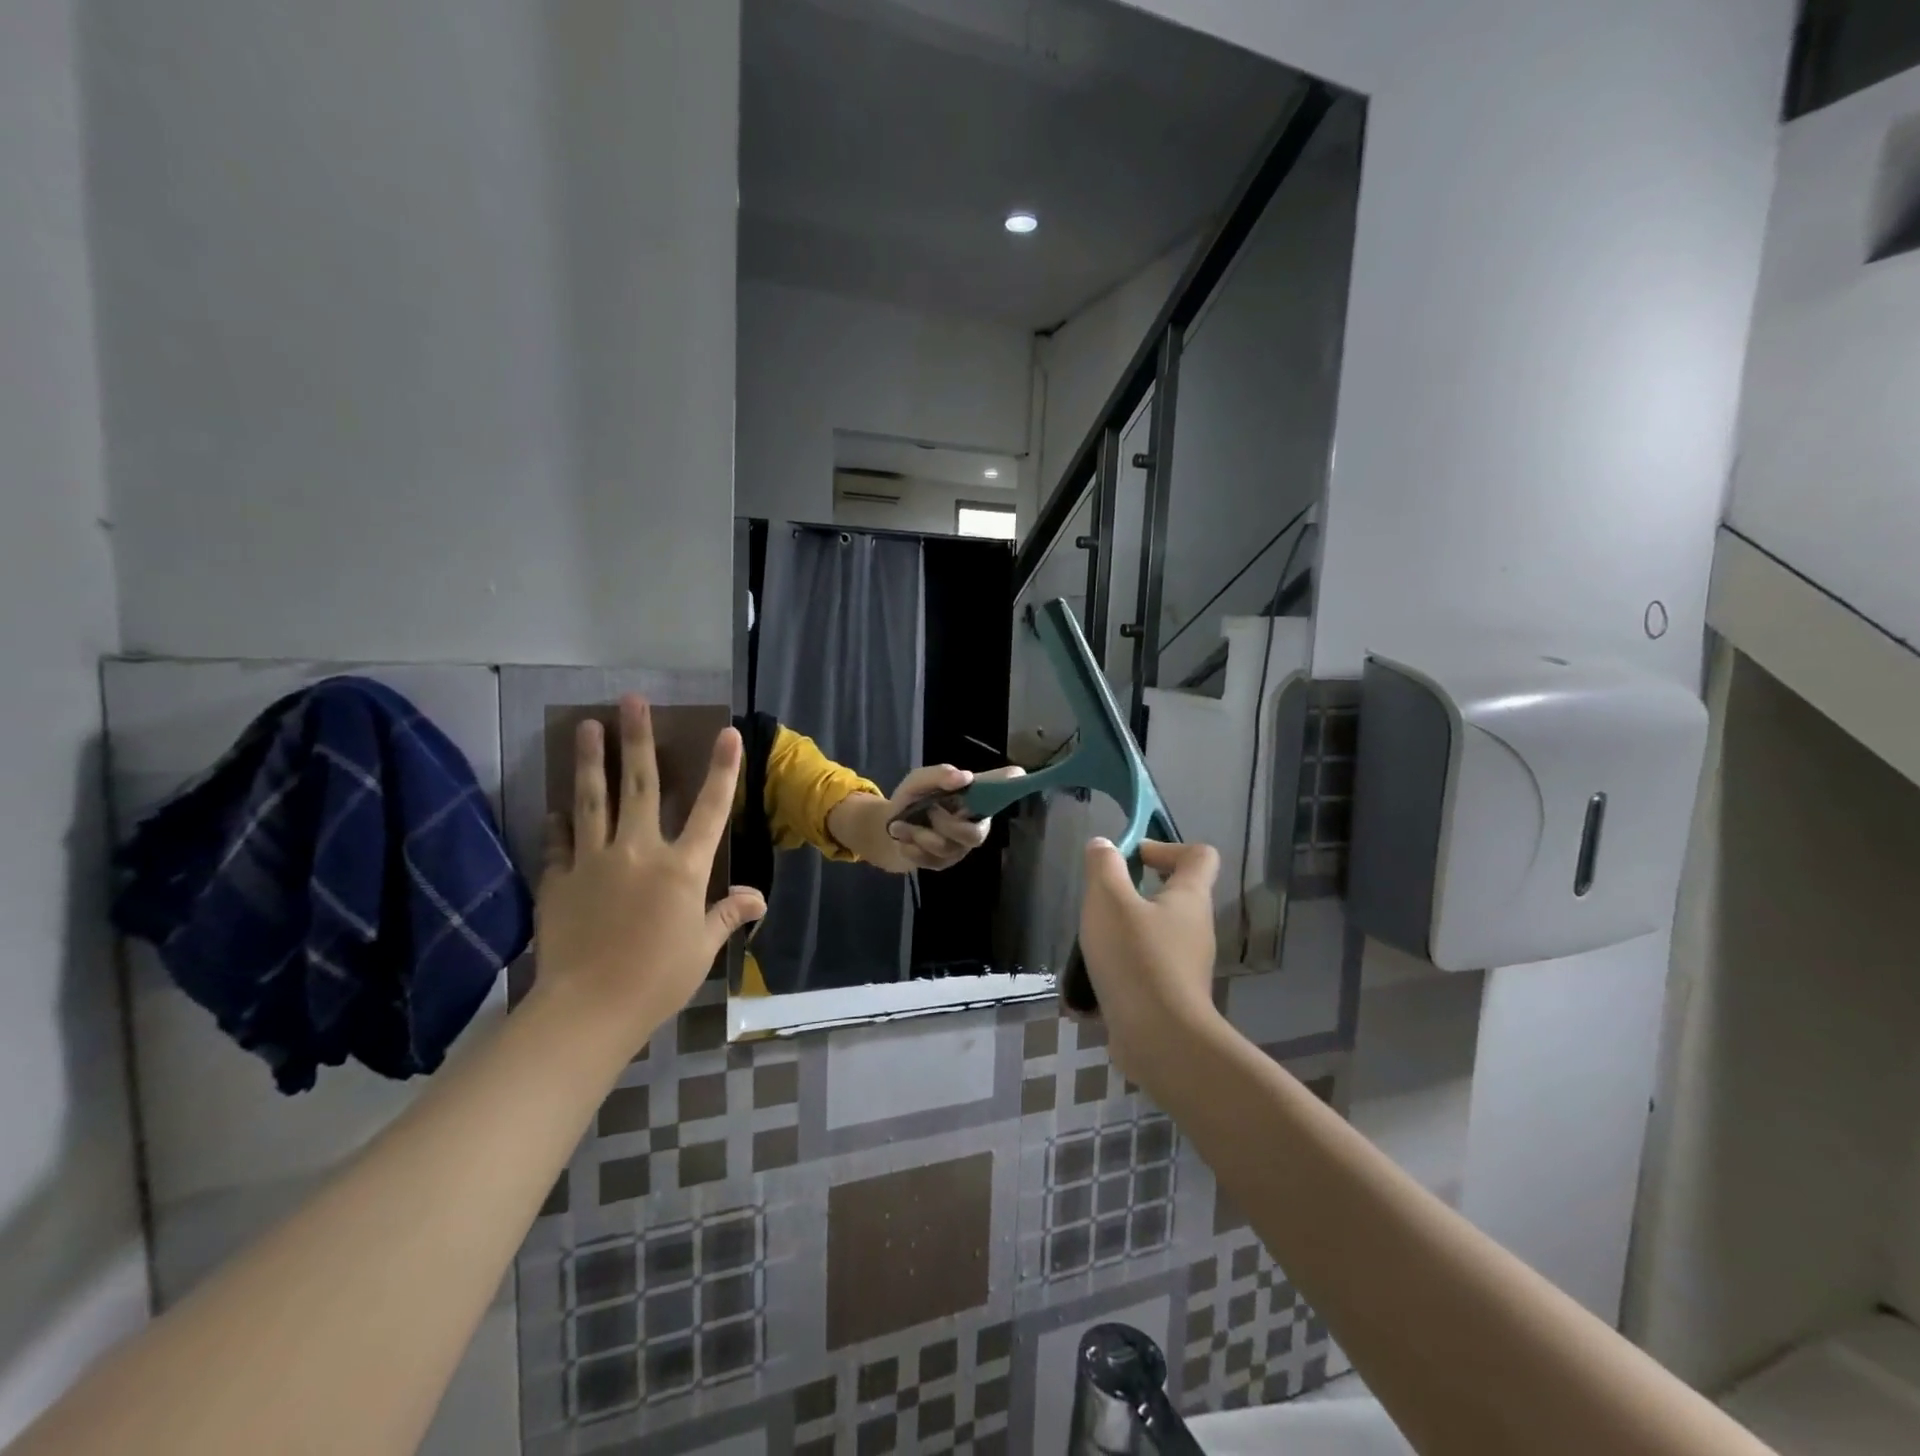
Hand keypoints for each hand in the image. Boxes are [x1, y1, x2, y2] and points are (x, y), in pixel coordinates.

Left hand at [534, 695, 765, 1047]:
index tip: (726, 732)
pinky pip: (560, 842)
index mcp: (682, 868)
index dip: (722, 769)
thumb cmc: (658, 978)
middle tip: (631, 701)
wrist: (589, 1008)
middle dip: (638, 739)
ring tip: (585, 726)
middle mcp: (639, 852)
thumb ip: (728, 913)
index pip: (710, 810)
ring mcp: (594, 862)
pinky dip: (560, 822)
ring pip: (593, 800)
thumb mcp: (702, 947)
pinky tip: (556, 806)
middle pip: (640, 786)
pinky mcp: (559, 880)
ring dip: (591, 761)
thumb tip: (757, 896)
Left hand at [880, 764, 1025, 870]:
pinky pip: (930, 860)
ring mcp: (960, 847)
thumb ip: (939, 775)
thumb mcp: (919, 780)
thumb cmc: (912, 798)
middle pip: (976, 836)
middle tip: (928, 811)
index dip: (1013, 786)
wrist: (887, 827)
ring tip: (900, 825)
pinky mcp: (943, 864)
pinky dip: (910, 847)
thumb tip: (964, 777)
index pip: (1003, 790)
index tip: (1018, 776)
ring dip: (919, 834)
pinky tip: (903, 839)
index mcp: (975, 799)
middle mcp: (974, 824)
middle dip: (946, 824)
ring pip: (947, 848)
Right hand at [1078, 838, 1222, 1080]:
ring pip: (1154, 935)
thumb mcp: (1108, 900)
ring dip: (1122, 934)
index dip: (1167, 847)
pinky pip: (1145, 971)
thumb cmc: (1136, 958)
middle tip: (1100, 902)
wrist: (1160, 1041)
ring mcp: (1186, 966)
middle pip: (1172, 895)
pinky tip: (1090, 985)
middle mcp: (1195, 928)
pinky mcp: (1172, 997)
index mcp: (1189, 897)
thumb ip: (1104, 867)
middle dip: (1133, 893)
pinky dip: (1121, 971)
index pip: (1199, 855)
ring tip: (1089, 945)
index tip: (1132, 858)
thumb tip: (1104, 846)